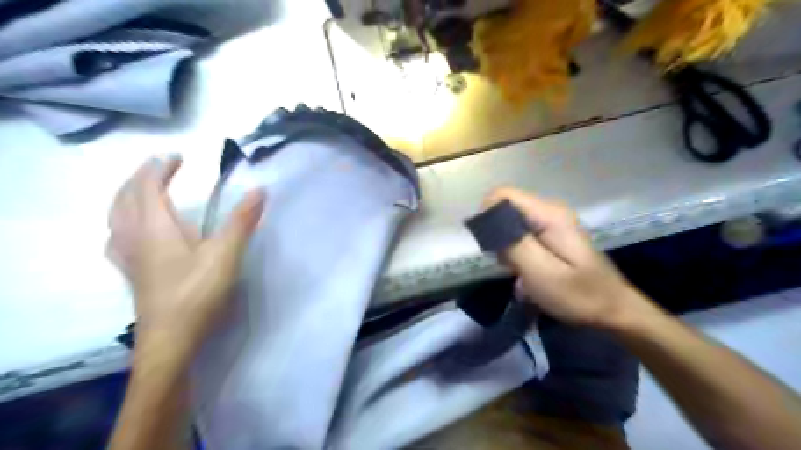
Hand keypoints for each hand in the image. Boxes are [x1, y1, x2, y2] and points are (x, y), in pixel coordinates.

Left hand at [106, 156, 263, 359]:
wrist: (171, 339)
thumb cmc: (198, 293)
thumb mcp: (226, 255)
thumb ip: (241, 221)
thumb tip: (260, 189)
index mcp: (154, 227)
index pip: (147, 186)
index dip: (159, 168)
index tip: (177, 156)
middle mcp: (134, 237)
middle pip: (125, 197)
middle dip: (141, 177)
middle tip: (161, 167)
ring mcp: (129, 257)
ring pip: (117, 216)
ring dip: (128, 196)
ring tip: (145, 190)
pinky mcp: (132, 273)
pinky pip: (117, 237)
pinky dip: (123, 221)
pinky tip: (132, 231)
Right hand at [482, 188, 649, 328]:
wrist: (614, 311)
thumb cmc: (578, 295)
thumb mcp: (541, 272)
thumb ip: (513, 242)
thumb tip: (488, 219)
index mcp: (549, 215)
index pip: (503, 194)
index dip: (488, 215)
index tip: (489, 244)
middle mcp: (550, 211)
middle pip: (506, 207)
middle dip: (497, 233)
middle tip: (506, 263)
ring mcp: (552, 222)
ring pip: (511, 222)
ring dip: (506, 245)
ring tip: (517, 270)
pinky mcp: (552, 235)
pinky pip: (521, 233)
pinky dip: (515, 250)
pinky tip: (524, 270)